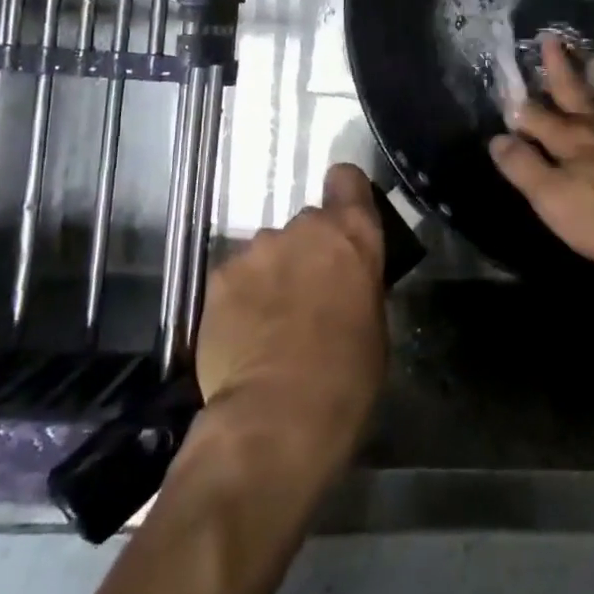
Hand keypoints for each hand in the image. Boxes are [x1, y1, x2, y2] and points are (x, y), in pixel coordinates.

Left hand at [194, 163, 387, 471]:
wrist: (278, 415)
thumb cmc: (347, 374)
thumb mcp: (374, 322)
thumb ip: (357, 284)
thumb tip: (344, 283)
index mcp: (352, 234)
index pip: (347, 179)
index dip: (345, 193)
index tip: (343, 217)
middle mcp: (305, 227)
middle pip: (307, 224)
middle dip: (307, 251)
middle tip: (307, 295)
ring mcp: (257, 248)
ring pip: (267, 251)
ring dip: (272, 274)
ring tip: (268, 322)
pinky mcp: (218, 276)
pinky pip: (235, 278)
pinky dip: (240, 298)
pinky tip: (242, 335)